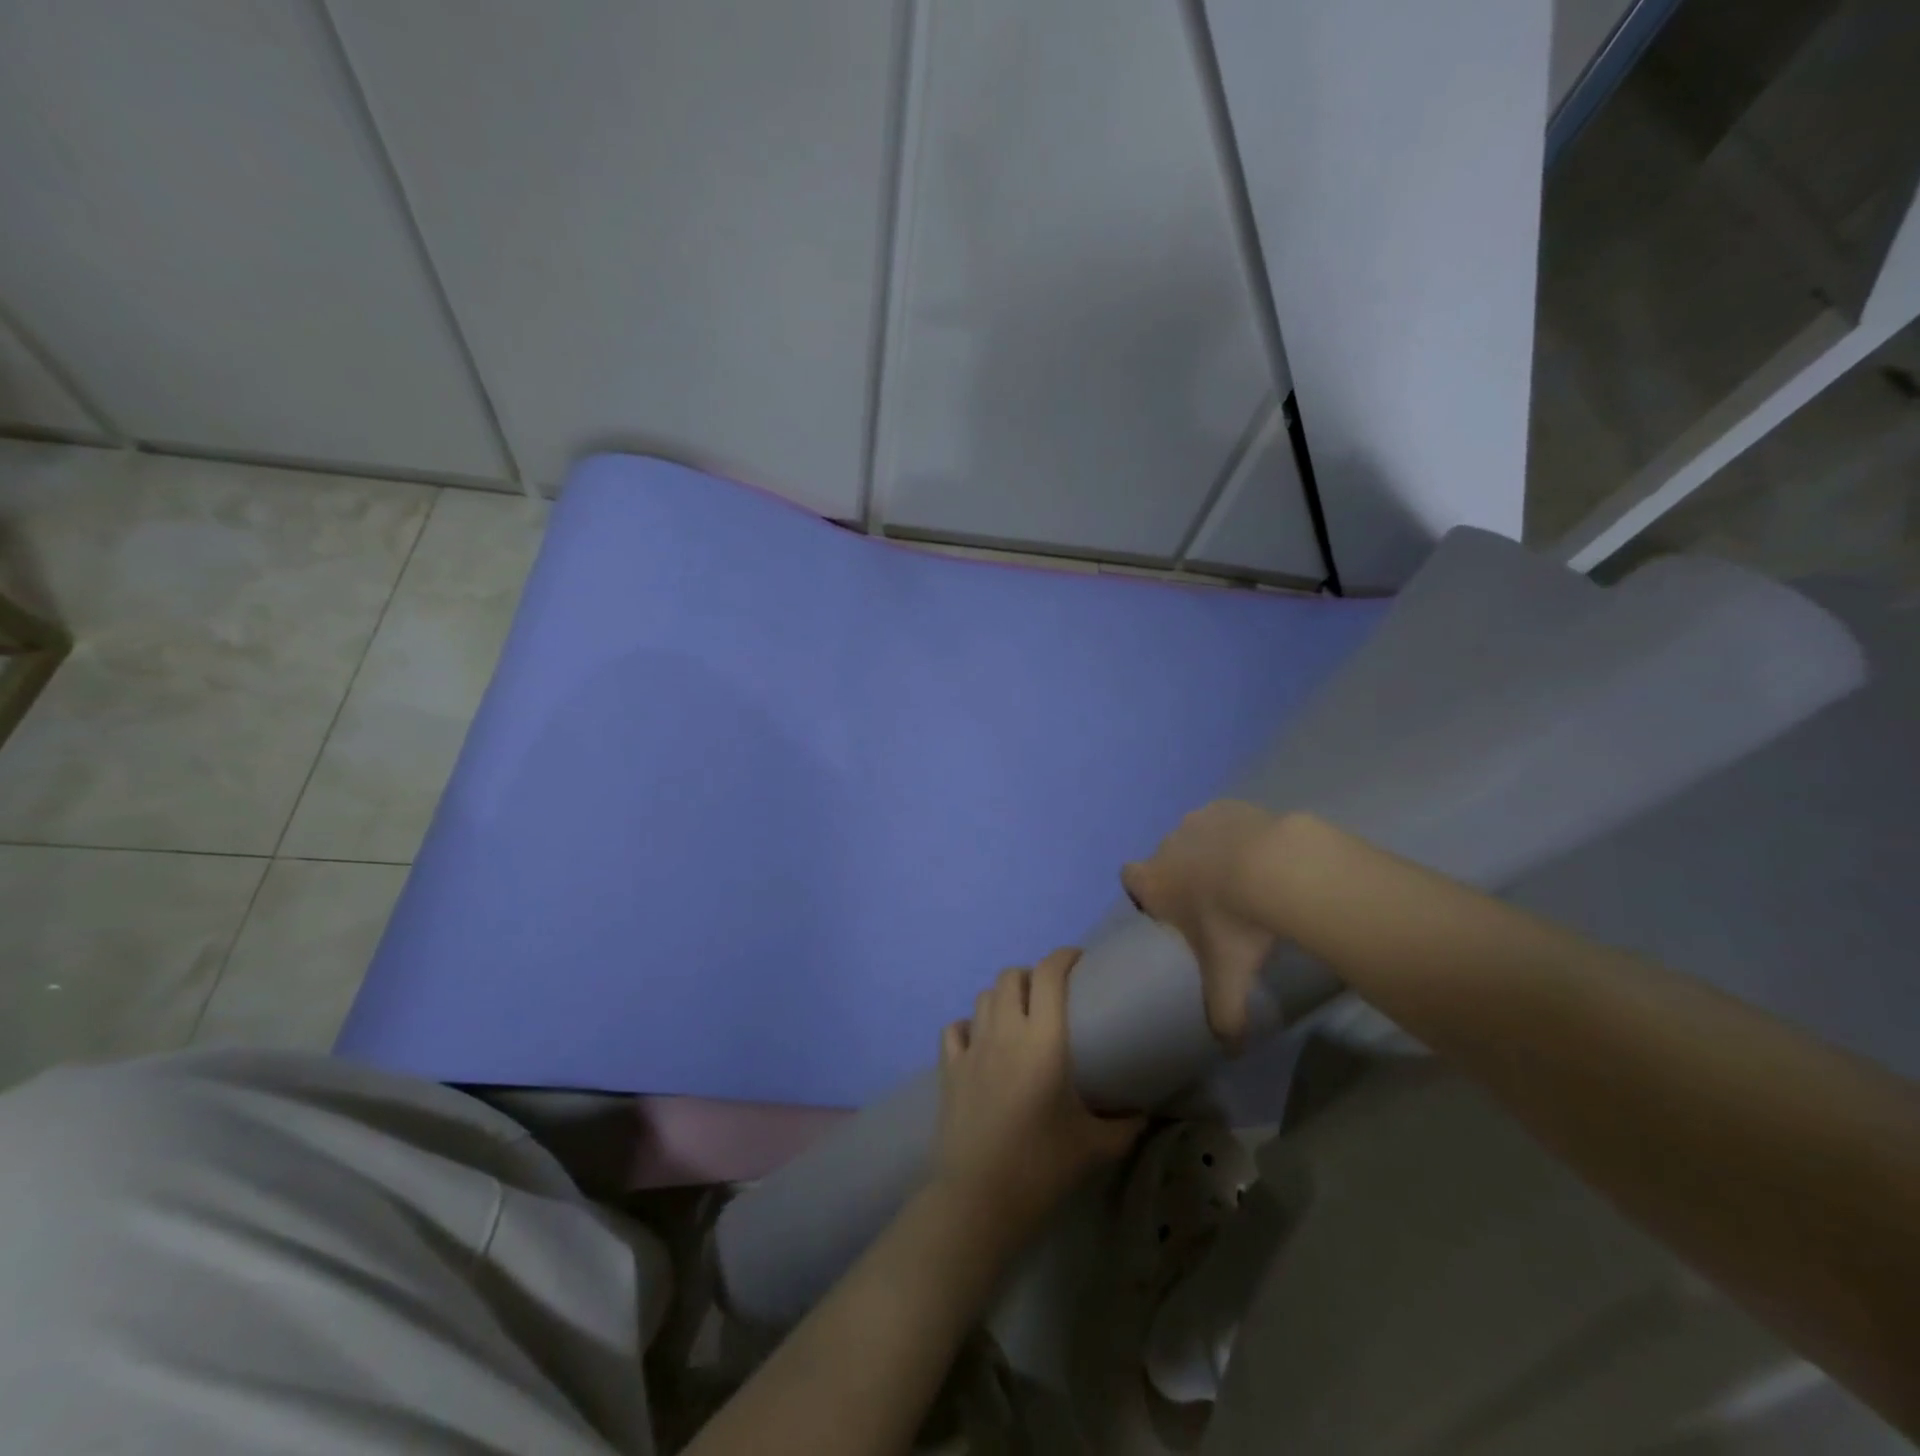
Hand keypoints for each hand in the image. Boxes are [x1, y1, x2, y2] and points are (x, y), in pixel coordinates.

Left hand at [933, 949, 1143, 1241]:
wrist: (978, 1200)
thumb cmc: (1042, 1168)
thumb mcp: (1095, 1147)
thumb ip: (1125, 1124)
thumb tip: (1145, 1111)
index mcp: (1044, 1042)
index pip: (1049, 975)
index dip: (1063, 957)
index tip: (1079, 960)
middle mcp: (1006, 1032)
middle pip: (1012, 976)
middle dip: (1032, 975)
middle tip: (1051, 996)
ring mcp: (972, 1047)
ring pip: (985, 996)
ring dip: (1004, 996)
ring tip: (1020, 1016)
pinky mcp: (949, 1067)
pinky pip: (956, 1028)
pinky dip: (970, 1025)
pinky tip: (981, 1042)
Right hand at [1121, 800, 1281, 1045]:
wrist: (1275, 869)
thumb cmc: (1234, 925)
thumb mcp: (1226, 978)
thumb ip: (1223, 1016)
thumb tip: (1230, 1051)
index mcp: (1153, 882)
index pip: (1130, 878)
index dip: (1145, 891)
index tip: (1168, 908)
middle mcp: (1166, 847)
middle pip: (1164, 858)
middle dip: (1182, 874)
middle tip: (1215, 902)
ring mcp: (1197, 821)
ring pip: (1195, 837)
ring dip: (1211, 852)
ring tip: (1245, 877)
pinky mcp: (1229, 806)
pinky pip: (1225, 820)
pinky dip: (1238, 833)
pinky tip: (1263, 855)